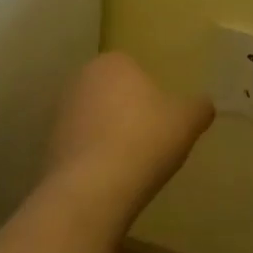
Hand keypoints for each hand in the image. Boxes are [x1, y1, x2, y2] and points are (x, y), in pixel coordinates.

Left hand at [43, 53, 212, 216]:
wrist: (93, 189)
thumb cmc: (145, 139)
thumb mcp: (188, 120)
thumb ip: (199, 107)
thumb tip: (203, 104)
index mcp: (112, 63)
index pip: (134, 67)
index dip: (151, 91)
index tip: (164, 114)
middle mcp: (79, 80)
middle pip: (112, 93)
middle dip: (128, 110)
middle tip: (152, 136)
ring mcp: (59, 115)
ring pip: (95, 120)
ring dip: (110, 135)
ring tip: (133, 161)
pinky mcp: (48, 149)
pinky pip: (81, 147)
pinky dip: (96, 158)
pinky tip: (113, 178)